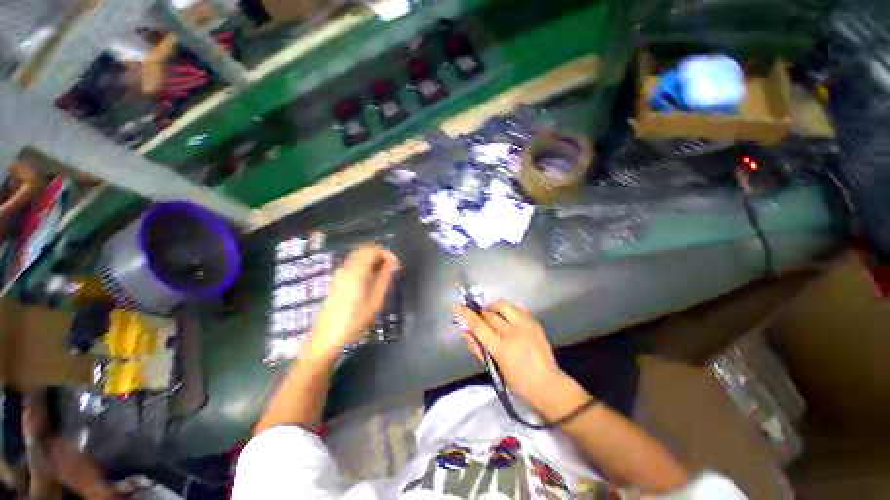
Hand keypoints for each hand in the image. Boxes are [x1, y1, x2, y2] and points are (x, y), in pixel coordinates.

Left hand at [307, 245, 399, 361]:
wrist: (327, 336)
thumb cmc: (354, 320)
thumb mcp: (375, 301)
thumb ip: (385, 278)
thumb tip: (394, 262)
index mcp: (356, 272)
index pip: (371, 251)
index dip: (386, 253)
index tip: (396, 263)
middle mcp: (346, 268)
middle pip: (364, 251)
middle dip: (380, 255)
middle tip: (391, 267)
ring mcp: (340, 274)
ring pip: (358, 257)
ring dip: (372, 260)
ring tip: (384, 273)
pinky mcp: (337, 280)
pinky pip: (353, 264)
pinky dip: (365, 265)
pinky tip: (371, 279)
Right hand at [453, 300, 563, 407]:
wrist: (547, 384)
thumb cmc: (517, 382)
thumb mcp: (493, 367)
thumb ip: (477, 347)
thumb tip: (464, 332)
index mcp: (500, 347)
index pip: (478, 325)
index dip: (466, 314)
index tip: (456, 306)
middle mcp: (512, 332)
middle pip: (489, 314)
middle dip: (482, 315)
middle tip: (481, 321)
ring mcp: (525, 325)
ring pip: (503, 305)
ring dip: (494, 308)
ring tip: (494, 315)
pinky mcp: (534, 322)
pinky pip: (517, 307)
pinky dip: (509, 309)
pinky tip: (508, 317)